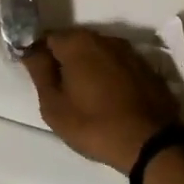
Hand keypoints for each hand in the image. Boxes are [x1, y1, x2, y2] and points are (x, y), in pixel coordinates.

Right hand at [22, 29, 182, 172]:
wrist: (152, 145)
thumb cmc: (95, 125)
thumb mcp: (54, 106)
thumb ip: (39, 72)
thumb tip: (30, 50)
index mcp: (77, 42)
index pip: (47, 38)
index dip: (40, 56)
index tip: (41, 78)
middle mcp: (103, 38)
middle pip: (74, 43)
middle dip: (65, 61)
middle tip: (63, 92)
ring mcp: (128, 51)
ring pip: (98, 53)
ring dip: (90, 68)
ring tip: (88, 98)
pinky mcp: (146, 67)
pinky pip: (118, 65)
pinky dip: (111, 76)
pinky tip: (112, 100)